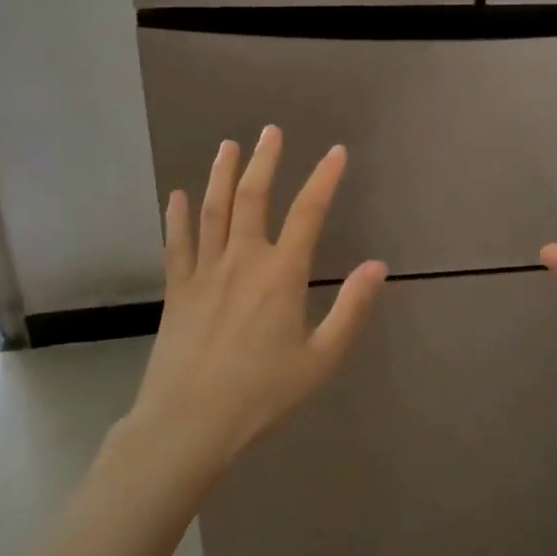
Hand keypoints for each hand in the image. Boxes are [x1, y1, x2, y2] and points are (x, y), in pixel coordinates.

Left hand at [123, 126, 387, 484]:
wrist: (188, 425)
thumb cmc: (261, 395)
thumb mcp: (320, 360)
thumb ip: (351, 309)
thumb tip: (378, 266)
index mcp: (281, 275)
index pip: (308, 213)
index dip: (324, 178)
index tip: (336, 152)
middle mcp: (242, 260)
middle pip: (252, 198)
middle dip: (264, 161)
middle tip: (271, 130)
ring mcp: (205, 272)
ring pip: (213, 210)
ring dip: (221, 174)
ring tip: (228, 146)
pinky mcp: (177, 290)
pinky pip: (177, 243)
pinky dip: (178, 216)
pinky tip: (177, 195)